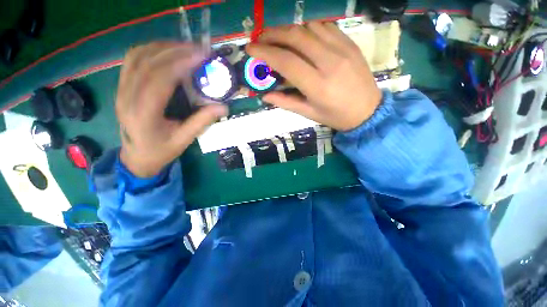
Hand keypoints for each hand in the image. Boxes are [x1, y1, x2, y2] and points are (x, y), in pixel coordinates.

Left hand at [116, 42, 227, 177]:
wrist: (136, 156)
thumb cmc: (161, 150)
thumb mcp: (184, 140)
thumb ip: (202, 122)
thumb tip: (223, 107)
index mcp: (144, 113)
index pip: (159, 79)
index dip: (180, 63)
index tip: (201, 56)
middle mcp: (127, 97)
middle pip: (148, 62)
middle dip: (175, 50)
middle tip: (199, 49)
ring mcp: (121, 89)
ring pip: (137, 56)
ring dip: (163, 47)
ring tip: (186, 48)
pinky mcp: (122, 86)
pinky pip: (132, 59)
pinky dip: (151, 50)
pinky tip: (167, 52)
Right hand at [247, 22, 380, 130]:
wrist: (368, 110)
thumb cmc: (336, 116)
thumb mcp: (309, 113)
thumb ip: (286, 102)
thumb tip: (265, 96)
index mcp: (318, 85)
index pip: (286, 61)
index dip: (265, 52)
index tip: (251, 50)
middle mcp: (329, 62)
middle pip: (296, 37)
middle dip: (273, 34)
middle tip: (260, 39)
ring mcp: (342, 49)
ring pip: (309, 27)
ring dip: (289, 29)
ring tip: (277, 37)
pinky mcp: (350, 43)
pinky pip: (325, 26)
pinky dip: (307, 28)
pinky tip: (300, 36)